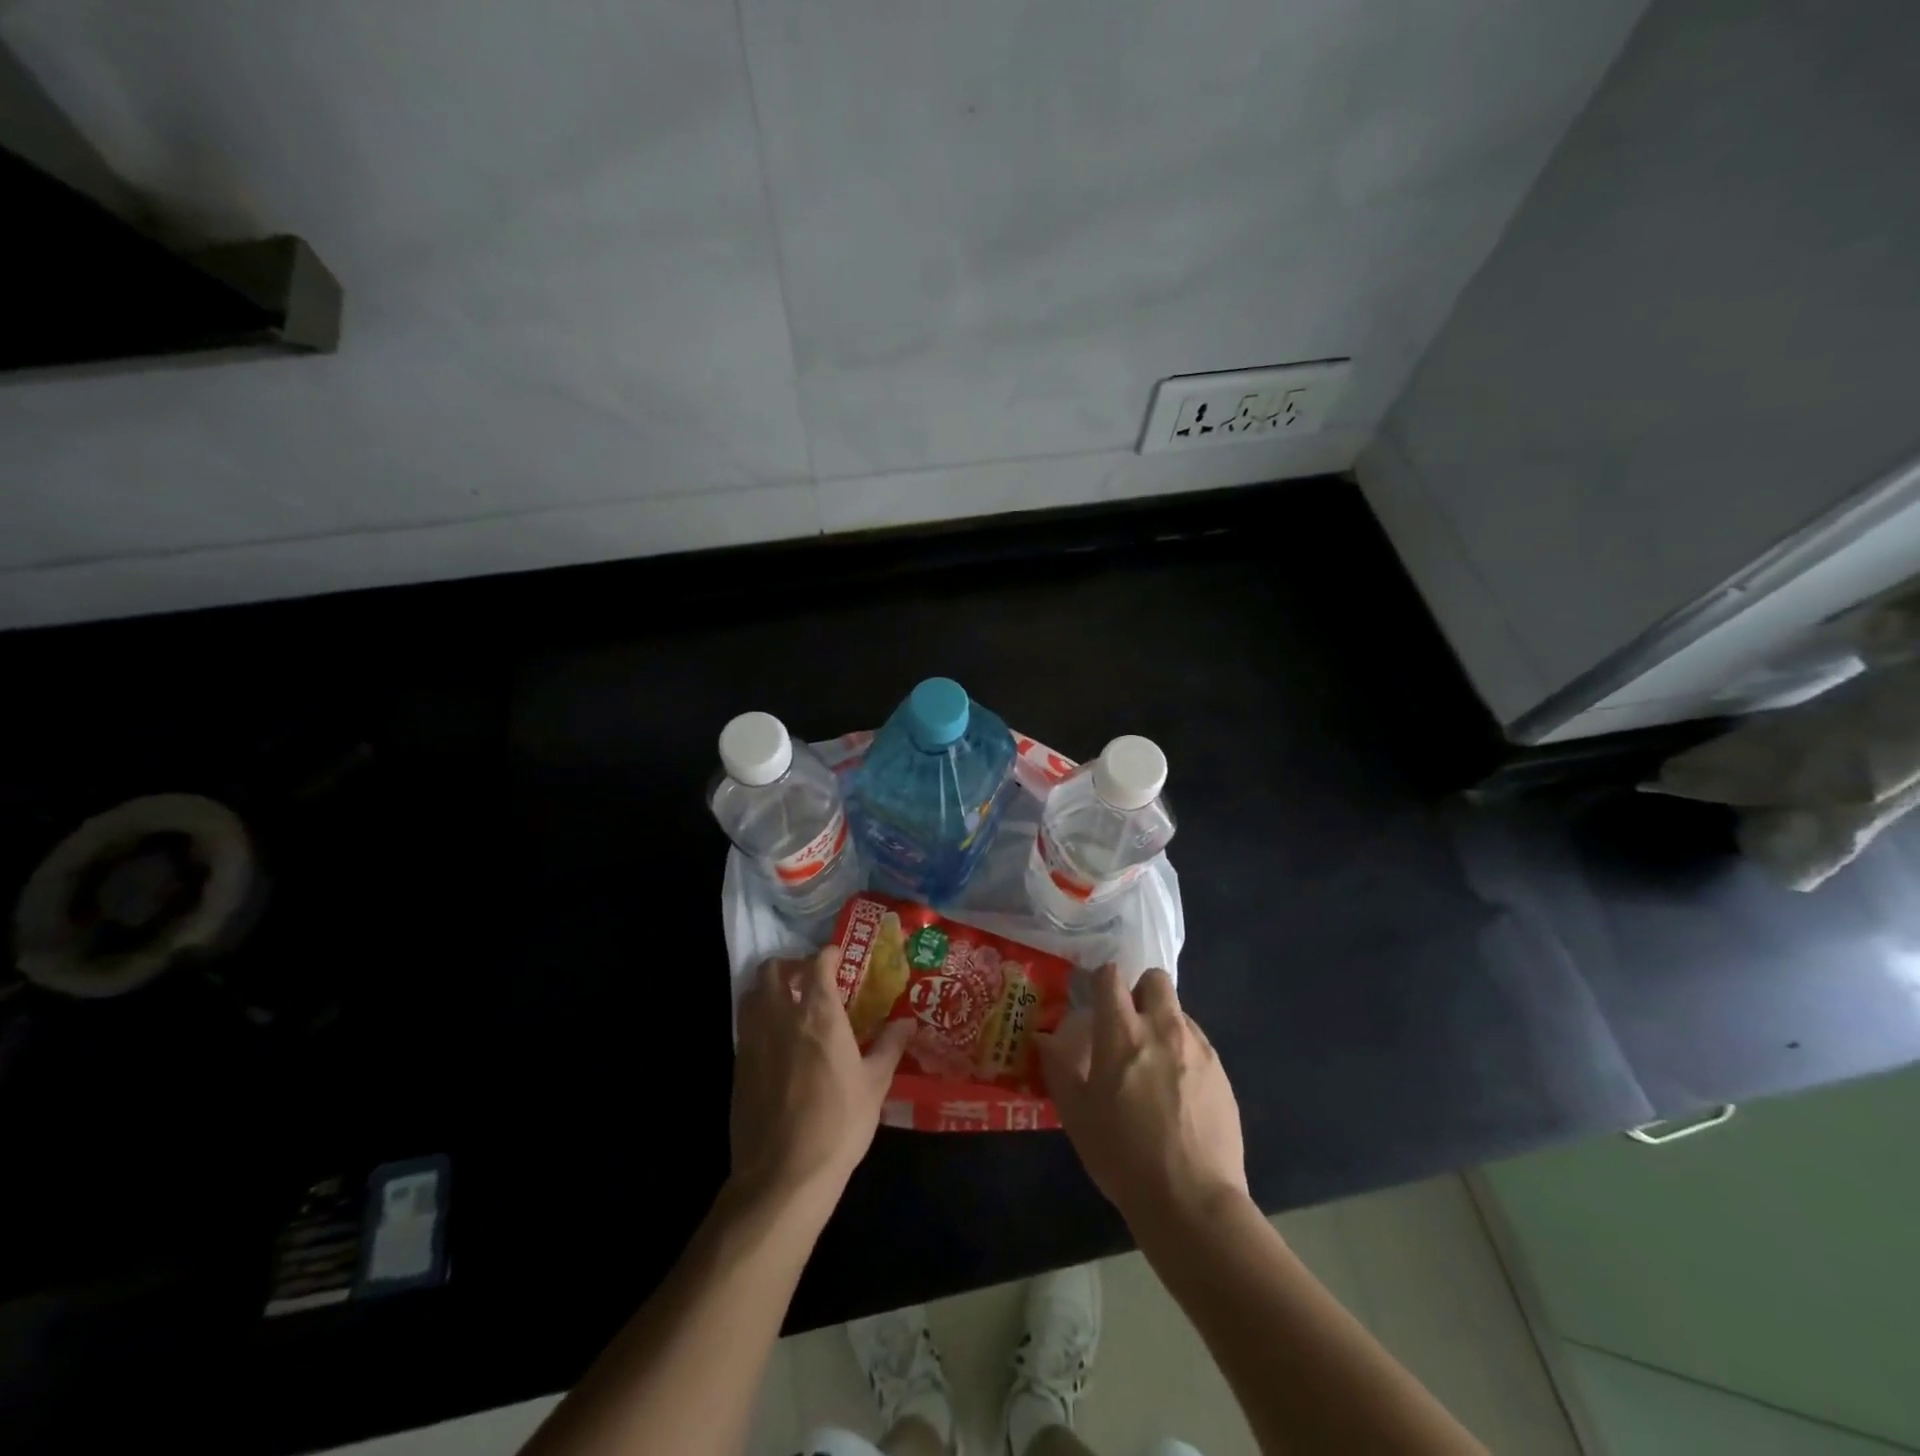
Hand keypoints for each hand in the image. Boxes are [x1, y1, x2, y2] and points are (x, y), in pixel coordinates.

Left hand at [730, 946, 912, 1208]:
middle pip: (773, 970)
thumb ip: (890, 1046)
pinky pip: (745, 1025)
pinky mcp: (738, 1066)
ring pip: (752, 993)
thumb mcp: (875, 1085)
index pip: (817, 964)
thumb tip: (907, 1022)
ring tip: (790, 1005)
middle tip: (811, 980)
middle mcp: (781, 1017)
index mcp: (818, 1014)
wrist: (783, 1175)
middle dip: (791, 965)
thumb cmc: (838, 1124)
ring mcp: (753, 1040)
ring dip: (770, 989)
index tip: (838, 957)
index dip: (828, 954)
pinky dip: (759, 1019)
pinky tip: (777, 1042)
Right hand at [1039, 965, 1246, 1228]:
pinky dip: (1184, 1053)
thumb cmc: (1122, 1155)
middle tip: (1129, 1025)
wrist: (1191, 1200)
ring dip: (1163, 1024)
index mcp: (1121, 1032)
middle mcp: (1162, 1028)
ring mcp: (1197, 1049)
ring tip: (1154, 1064)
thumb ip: (1058, 1067)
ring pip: (1179, 1012)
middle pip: (1155, 980)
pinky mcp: (1221, 1073)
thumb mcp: (1076, 1114)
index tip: (1095, 1000)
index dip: (1101, 981)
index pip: (1112, 976)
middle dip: (1140, 991)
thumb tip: (1043, 1037)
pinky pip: (1198, 1044)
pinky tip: (1178, 1092)